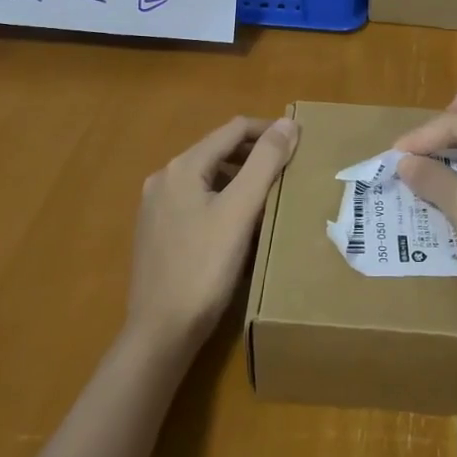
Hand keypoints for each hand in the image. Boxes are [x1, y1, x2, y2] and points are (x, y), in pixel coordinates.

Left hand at [126, 115, 298, 353]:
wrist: (160, 333)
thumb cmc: (203, 268)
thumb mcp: (240, 211)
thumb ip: (265, 163)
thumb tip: (288, 123)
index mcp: (182, 167)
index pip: (233, 129)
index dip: (268, 130)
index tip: (300, 142)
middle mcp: (164, 179)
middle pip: (218, 151)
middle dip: (255, 155)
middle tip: (290, 169)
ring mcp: (156, 207)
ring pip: (208, 178)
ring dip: (241, 178)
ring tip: (272, 194)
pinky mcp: (157, 233)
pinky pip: (197, 202)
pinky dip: (223, 200)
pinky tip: (241, 224)